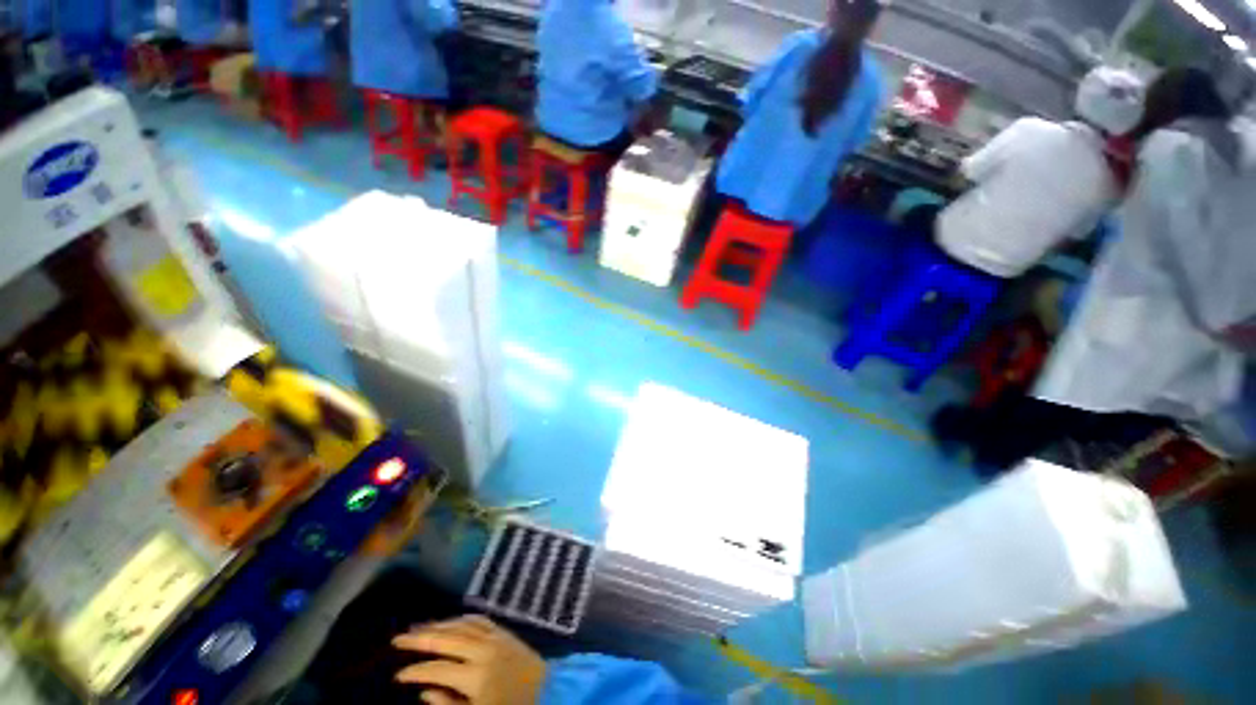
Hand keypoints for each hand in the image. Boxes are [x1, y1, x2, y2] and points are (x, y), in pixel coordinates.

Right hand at [393, 616, 547, 704]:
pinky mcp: (505, 631)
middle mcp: (484, 650)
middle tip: (397, 638)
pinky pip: (481, 620)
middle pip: (447, 640)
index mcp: (475, 676)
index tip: (397, 675)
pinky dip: (463, 619)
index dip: (415, 672)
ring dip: (439, 625)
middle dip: (420, 638)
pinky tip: (452, 621)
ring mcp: (496, 637)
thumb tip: (424, 693)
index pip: (436, 670)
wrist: (547, 691)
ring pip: (462, 626)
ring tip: (419, 628)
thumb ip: (448, 704)